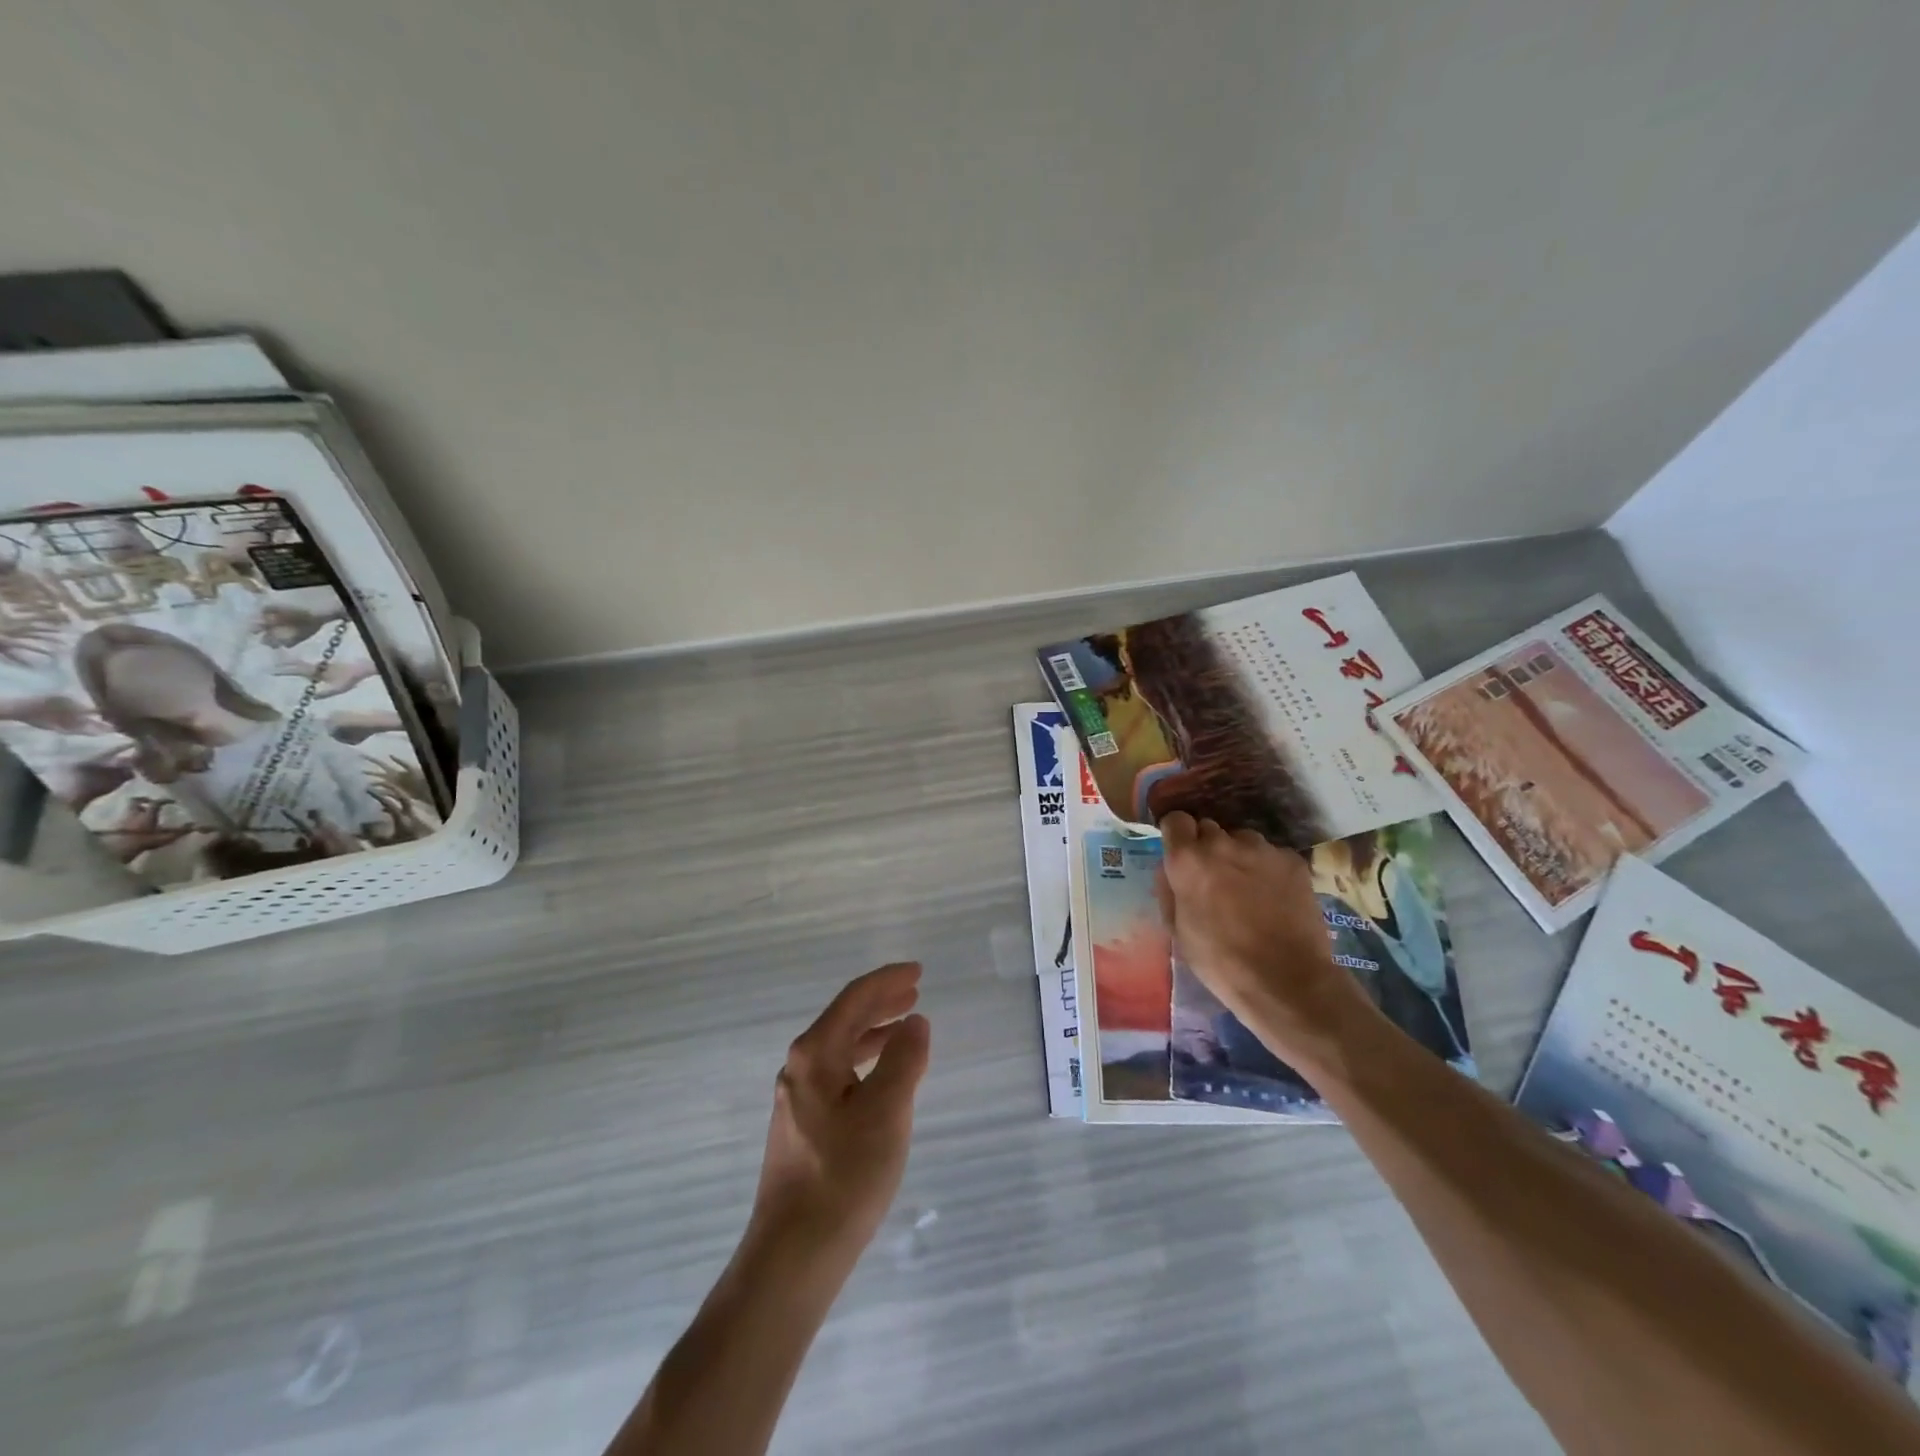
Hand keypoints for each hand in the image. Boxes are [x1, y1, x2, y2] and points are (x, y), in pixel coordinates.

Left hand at [750, 963, 930, 1267]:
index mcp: (815, 1054)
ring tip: (906, 1027)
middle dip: (881, 1002)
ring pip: (841, 1048)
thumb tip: (915, 1023)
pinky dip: (866, 1062)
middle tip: (915, 992)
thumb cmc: (844, 1176)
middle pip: (845, 1019)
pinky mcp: (803, 1126)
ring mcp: (798, 1098)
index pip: (854, 999)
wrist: (793, 1256)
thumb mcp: (887, 1111)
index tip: (918, 971)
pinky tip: (884, 1078)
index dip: (887, 981)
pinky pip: (839, 1074)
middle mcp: (800, 1067)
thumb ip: (904, 1059)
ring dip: (875, 1032)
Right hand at [1155, 812, 1369, 1063]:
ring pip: (1242, 841)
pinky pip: (1272, 856)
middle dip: (1208, 848)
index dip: (1177, 836)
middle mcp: (1222, 843)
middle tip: (1214, 878)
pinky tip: (1275, 898)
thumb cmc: (1220, 961)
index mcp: (1187, 859)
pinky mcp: (1292, 860)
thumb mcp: (1177, 930)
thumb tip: (1170, 870)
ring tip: (1249, 890)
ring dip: (1239, 857)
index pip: (1176, 820)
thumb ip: (1169, 890)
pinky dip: (1269, 870)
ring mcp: (1261, 849)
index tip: (1180, 854)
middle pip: (1209, 829)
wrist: (1286, 980)